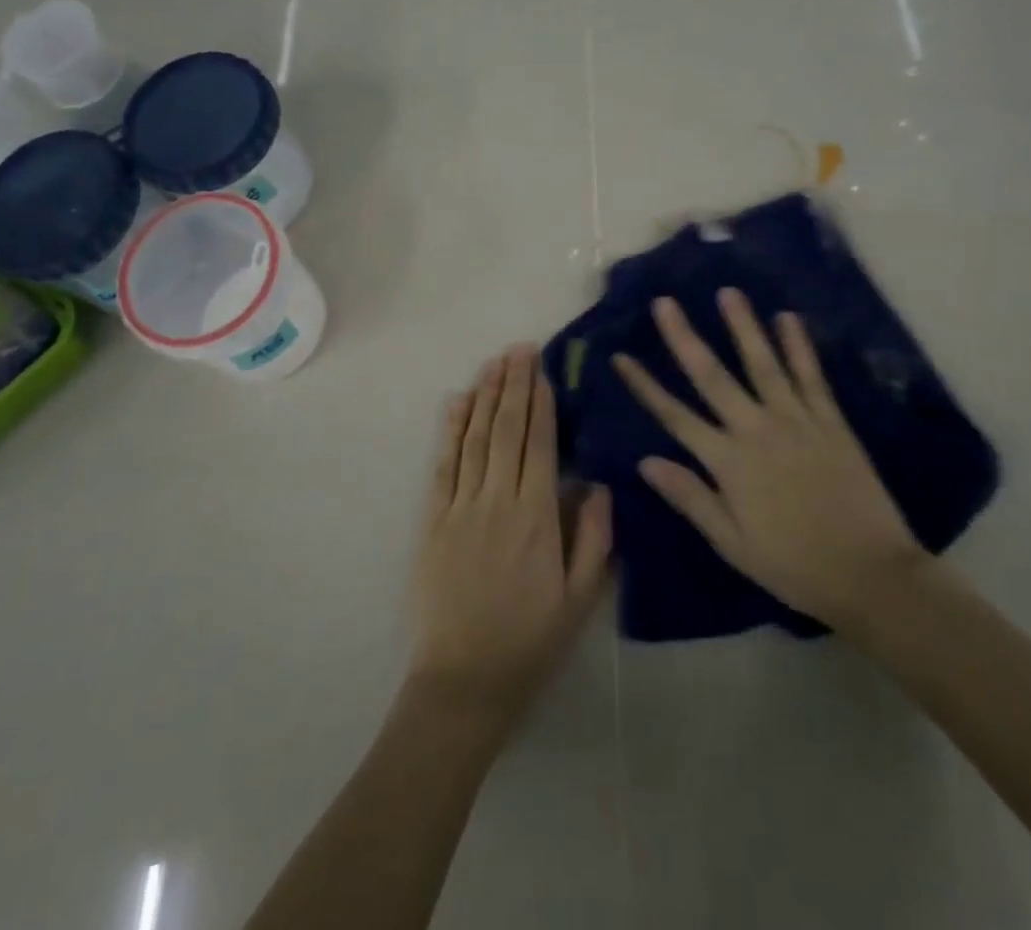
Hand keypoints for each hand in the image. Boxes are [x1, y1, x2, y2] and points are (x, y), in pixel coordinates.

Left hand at [407, 346, 611, 734]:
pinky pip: (442, 465)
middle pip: (505, 430)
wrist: (463, 682)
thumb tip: (597, 484)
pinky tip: (455, 403)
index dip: (539, 403)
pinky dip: (449, 430)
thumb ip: (593, 538)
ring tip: (492, 362)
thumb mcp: (580, 600)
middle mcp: (496, 501)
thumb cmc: (529, 642)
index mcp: (535, 518)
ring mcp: (459, 507)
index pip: (538, 445)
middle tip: (519, 348)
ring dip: (483, 396)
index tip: (541, 370)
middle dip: (513, 385)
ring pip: (473, 438)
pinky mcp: (432, 520)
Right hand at [611, 290, 923, 632]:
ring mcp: (796, 421)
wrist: (872, 576)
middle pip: (712, 377)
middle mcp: (756, 430)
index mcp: (728, 463)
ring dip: (743, 327)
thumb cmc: (793, 565)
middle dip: (684, 338)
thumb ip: (690, 497)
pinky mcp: (831, 422)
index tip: (621, 356)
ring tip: (727, 292)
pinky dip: (799, 346)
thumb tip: (646, 461)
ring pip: (762, 365)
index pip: (675, 416)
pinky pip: (811, 377)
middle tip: (665, 302)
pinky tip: (788, 318)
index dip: (645, 385)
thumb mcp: (732, 543)